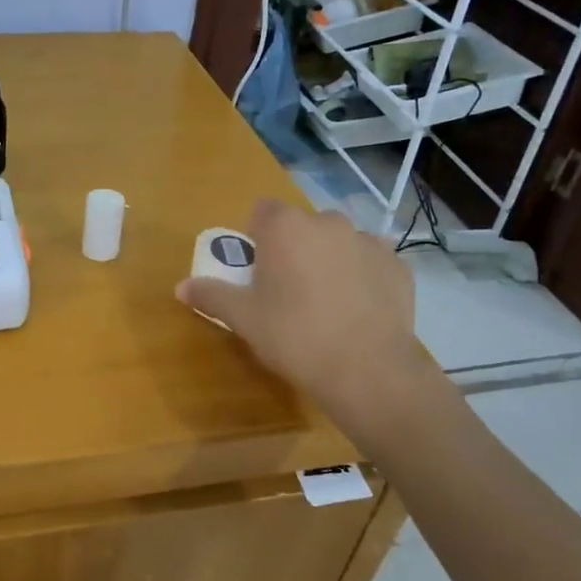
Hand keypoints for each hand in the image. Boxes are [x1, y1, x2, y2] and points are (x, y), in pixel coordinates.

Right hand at [176, 200, 436, 417]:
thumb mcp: (243, 319)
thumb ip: (212, 295)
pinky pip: (369, 263)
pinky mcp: (398, 266)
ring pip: (338, 242)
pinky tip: (356, 312)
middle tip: (286, 291)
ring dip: (328, 260)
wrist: (368, 370)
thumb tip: (182, 286)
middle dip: (293, 249)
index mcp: (285, 227)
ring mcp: (369, 241)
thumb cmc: (294, 336)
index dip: (256, 236)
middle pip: (301, 226)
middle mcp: (328, 222)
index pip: (262, 211)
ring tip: (325, 303)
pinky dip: (361, 278)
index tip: (256, 269)